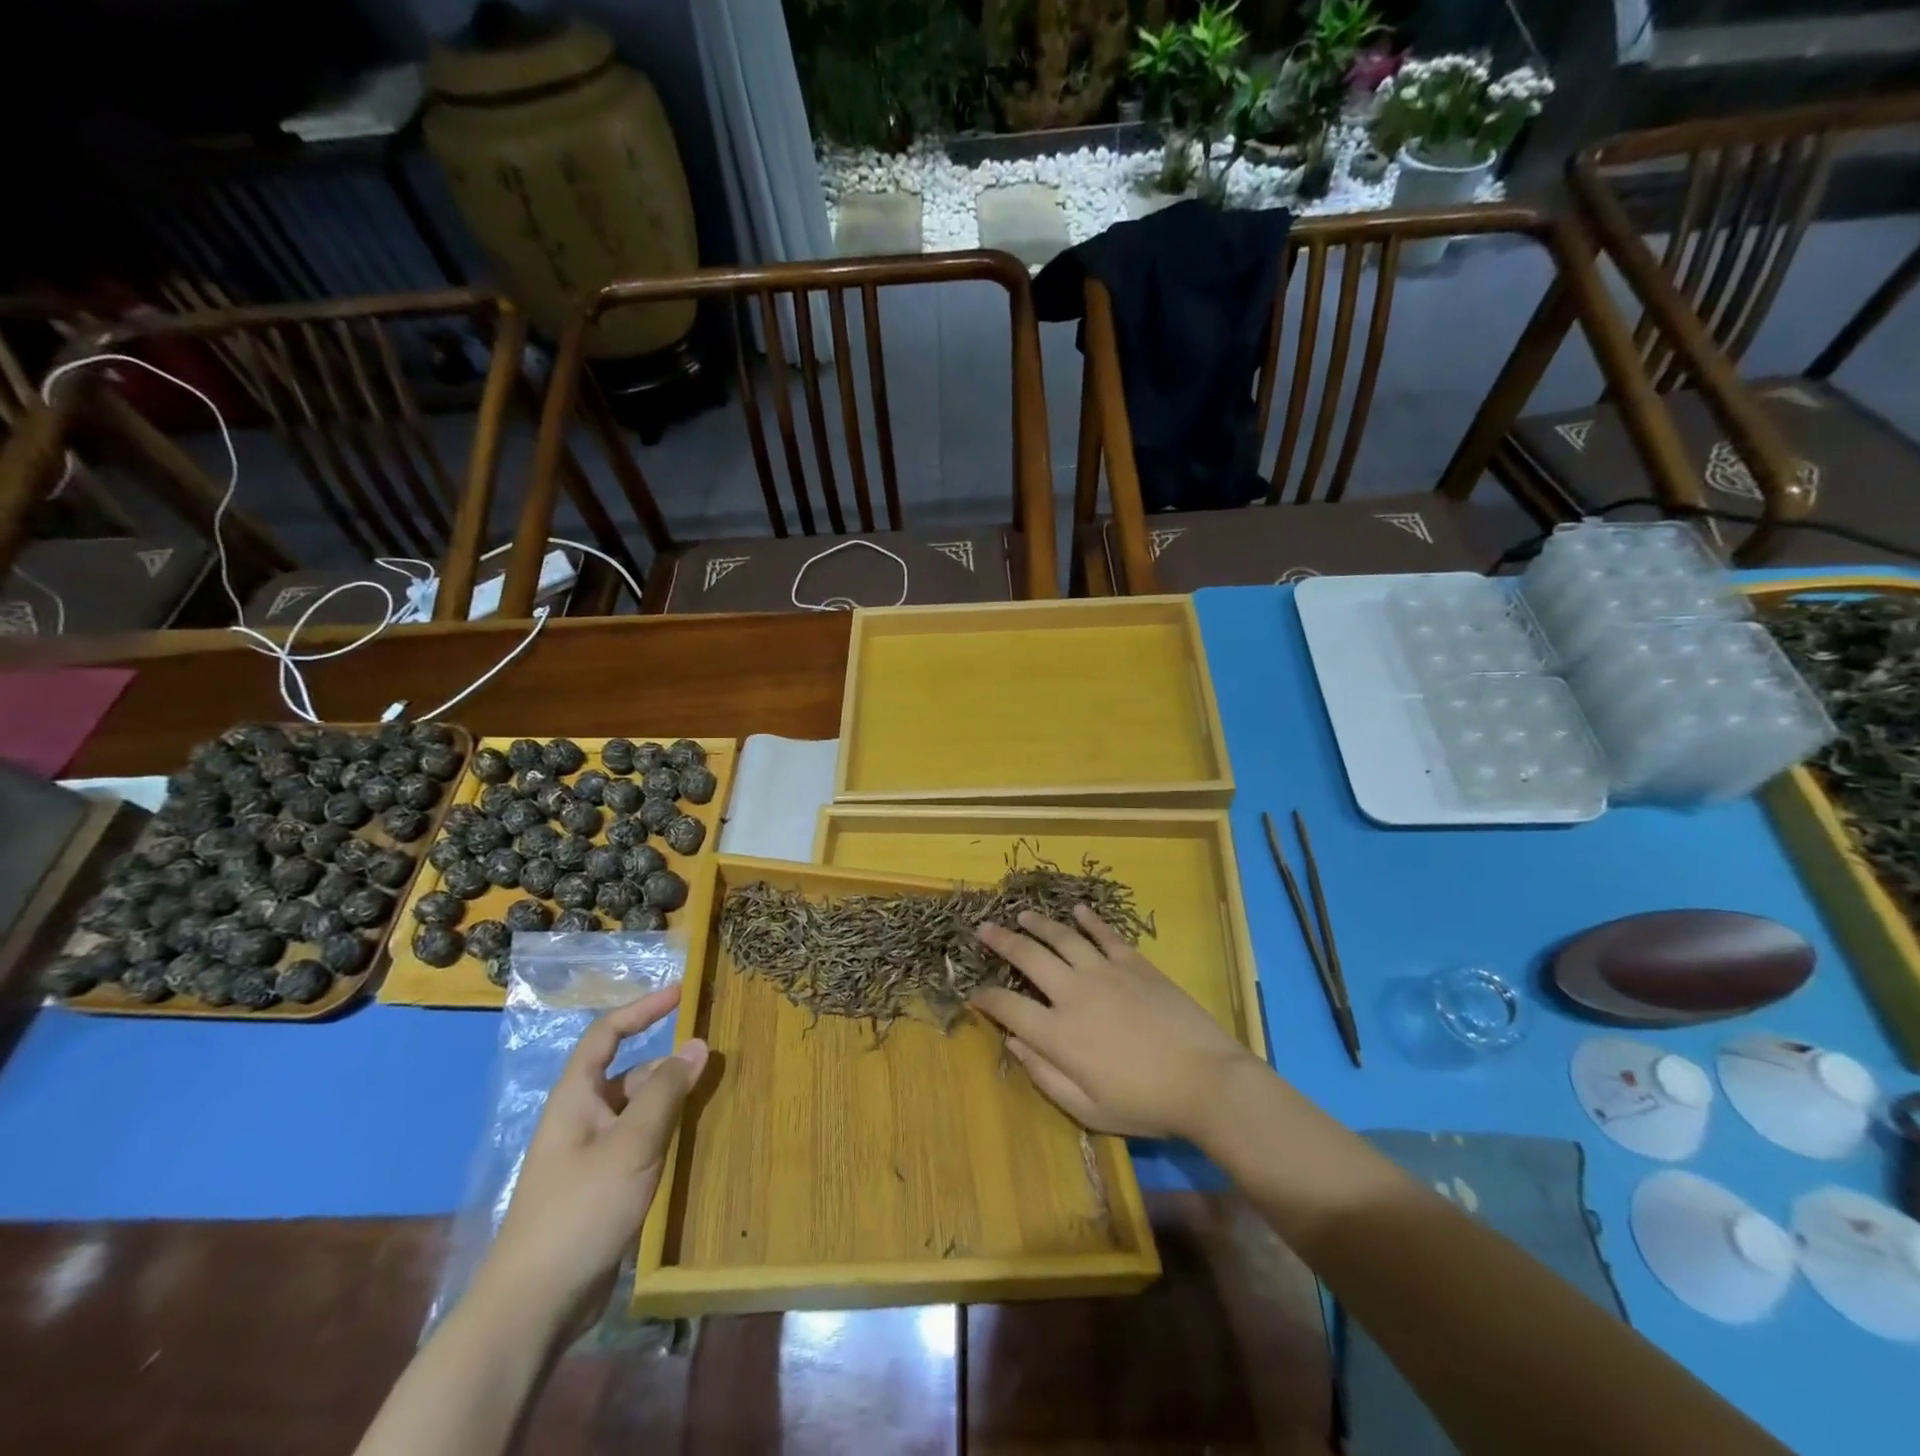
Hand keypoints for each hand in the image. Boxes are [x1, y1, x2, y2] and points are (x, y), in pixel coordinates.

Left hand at [482, 986, 708, 1328]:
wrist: (534, 1305)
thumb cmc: (581, 1209)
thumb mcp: (632, 1143)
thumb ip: (667, 1091)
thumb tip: (698, 1044)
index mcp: (576, 1098)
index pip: (607, 1034)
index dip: (642, 1009)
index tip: (681, 993)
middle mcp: (581, 1118)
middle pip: (630, 1074)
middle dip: (669, 1065)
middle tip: (714, 1064)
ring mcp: (590, 1155)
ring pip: (638, 1111)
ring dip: (671, 1101)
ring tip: (713, 1100)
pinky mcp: (601, 1187)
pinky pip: (639, 1143)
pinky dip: (666, 1133)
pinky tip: (693, 1143)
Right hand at [970, 906, 1254, 1140]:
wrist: (1205, 1081)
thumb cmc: (1145, 1103)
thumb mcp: (1088, 1109)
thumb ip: (1045, 1075)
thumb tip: (1014, 1042)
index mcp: (1058, 1033)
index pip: (1008, 1007)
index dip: (986, 998)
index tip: (974, 992)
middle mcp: (1073, 993)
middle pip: (1028, 957)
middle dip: (1001, 941)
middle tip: (984, 928)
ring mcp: (1105, 971)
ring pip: (1062, 937)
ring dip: (1038, 923)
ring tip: (1022, 914)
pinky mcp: (1134, 962)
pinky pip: (1105, 934)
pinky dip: (1089, 920)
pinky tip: (1078, 911)